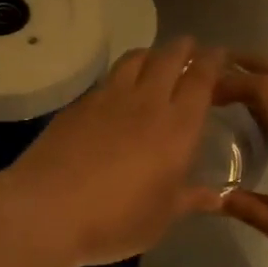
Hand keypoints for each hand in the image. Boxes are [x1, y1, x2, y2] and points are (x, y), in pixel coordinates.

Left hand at [6, 37, 225, 266]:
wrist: (49, 208)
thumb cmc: (116, 219)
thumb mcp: (161, 218)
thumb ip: (190, 199)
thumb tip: (217, 197)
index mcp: (177, 127)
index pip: (200, 80)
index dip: (212, 62)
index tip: (219, 53)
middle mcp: (147, 102)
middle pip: (169, 59)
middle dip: (183, 48)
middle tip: (191, 47)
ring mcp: (109, 98)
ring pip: (135, 59)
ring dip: (151, 53)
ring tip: (156, 58)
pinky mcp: (80, 103)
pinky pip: (108, 78)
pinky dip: (122, 74)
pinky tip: (119, 87)